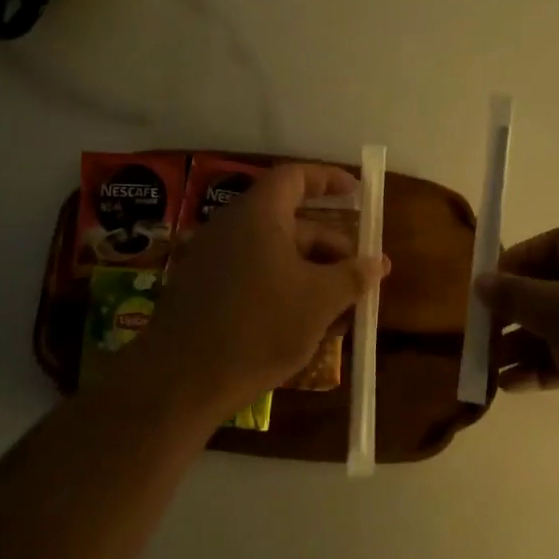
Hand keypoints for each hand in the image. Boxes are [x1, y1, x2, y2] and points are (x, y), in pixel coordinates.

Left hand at [138, 163, 388, 424]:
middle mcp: (230, 227)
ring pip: (273, 255)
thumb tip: (379, 262)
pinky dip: (282, 290)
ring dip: (310, 276)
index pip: (295, 177)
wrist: (180, 381)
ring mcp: (212, 260)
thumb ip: (352, 276)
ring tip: (339, 312)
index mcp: (258, 215)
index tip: (357, 192)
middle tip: (359, 277)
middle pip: (290, 223)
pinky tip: (303, 327)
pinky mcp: (201, 292)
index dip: (328, 180)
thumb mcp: (319, 301)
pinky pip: (252, 277)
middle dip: (329, 248)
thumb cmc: (258, 327)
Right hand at [475, 227, 558, 475]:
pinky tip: (511, 386)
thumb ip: (516, 294)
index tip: (489, 284)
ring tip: (487, 364)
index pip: (558, 242)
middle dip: (515, 308)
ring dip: (522, 343)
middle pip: (555, 286)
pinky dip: (541, 368)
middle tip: (482, 329)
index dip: (520, 258)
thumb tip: (480, 281)